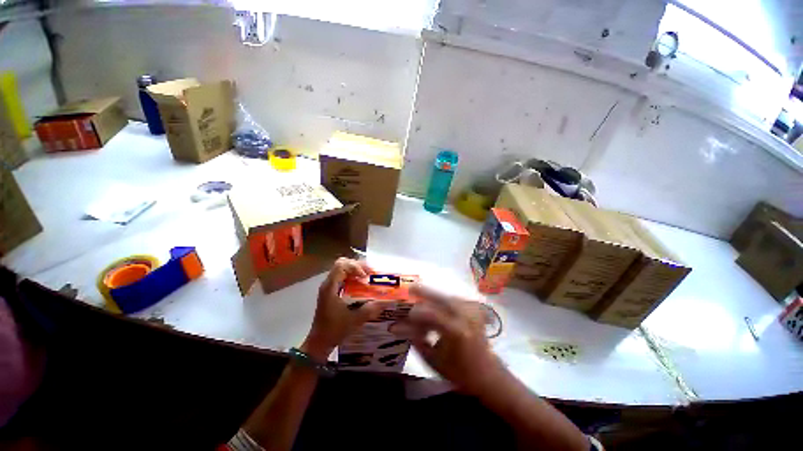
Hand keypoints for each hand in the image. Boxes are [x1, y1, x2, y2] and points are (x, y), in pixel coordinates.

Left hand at [301, 258, 385, 360]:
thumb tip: (384, 301)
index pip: (341, 265)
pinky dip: (352, 277)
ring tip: (367, 277)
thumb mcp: (354, 320)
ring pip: (342, 269)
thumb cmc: (334, 330)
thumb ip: (369, 310)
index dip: (355, 266)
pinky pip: (342, 277)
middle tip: (370, 273)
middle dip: (357, 266)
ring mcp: (329, 287)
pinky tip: (361, 284)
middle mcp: (328, 284)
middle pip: (342, 264)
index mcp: (330, 287)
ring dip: (355, 270)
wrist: (319, 342)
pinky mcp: (331, 292)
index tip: (366, 276)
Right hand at [405, 284, 507, 395]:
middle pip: (442, 298)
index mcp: (456, 331)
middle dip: (425, 292)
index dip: (416, 312)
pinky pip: (457, 299)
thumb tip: (399, 327)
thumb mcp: (434, 360)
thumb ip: (416, 340)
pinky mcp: (475, 312)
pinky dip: (445, 299)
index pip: (432, 314)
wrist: (487, 375)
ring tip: (421, 296)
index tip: (404, 314)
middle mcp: (466, 317)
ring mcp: (472, 313)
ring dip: (435, 295)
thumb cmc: (459, 373)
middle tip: (411, 288)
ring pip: (449, 297)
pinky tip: (438, 303)